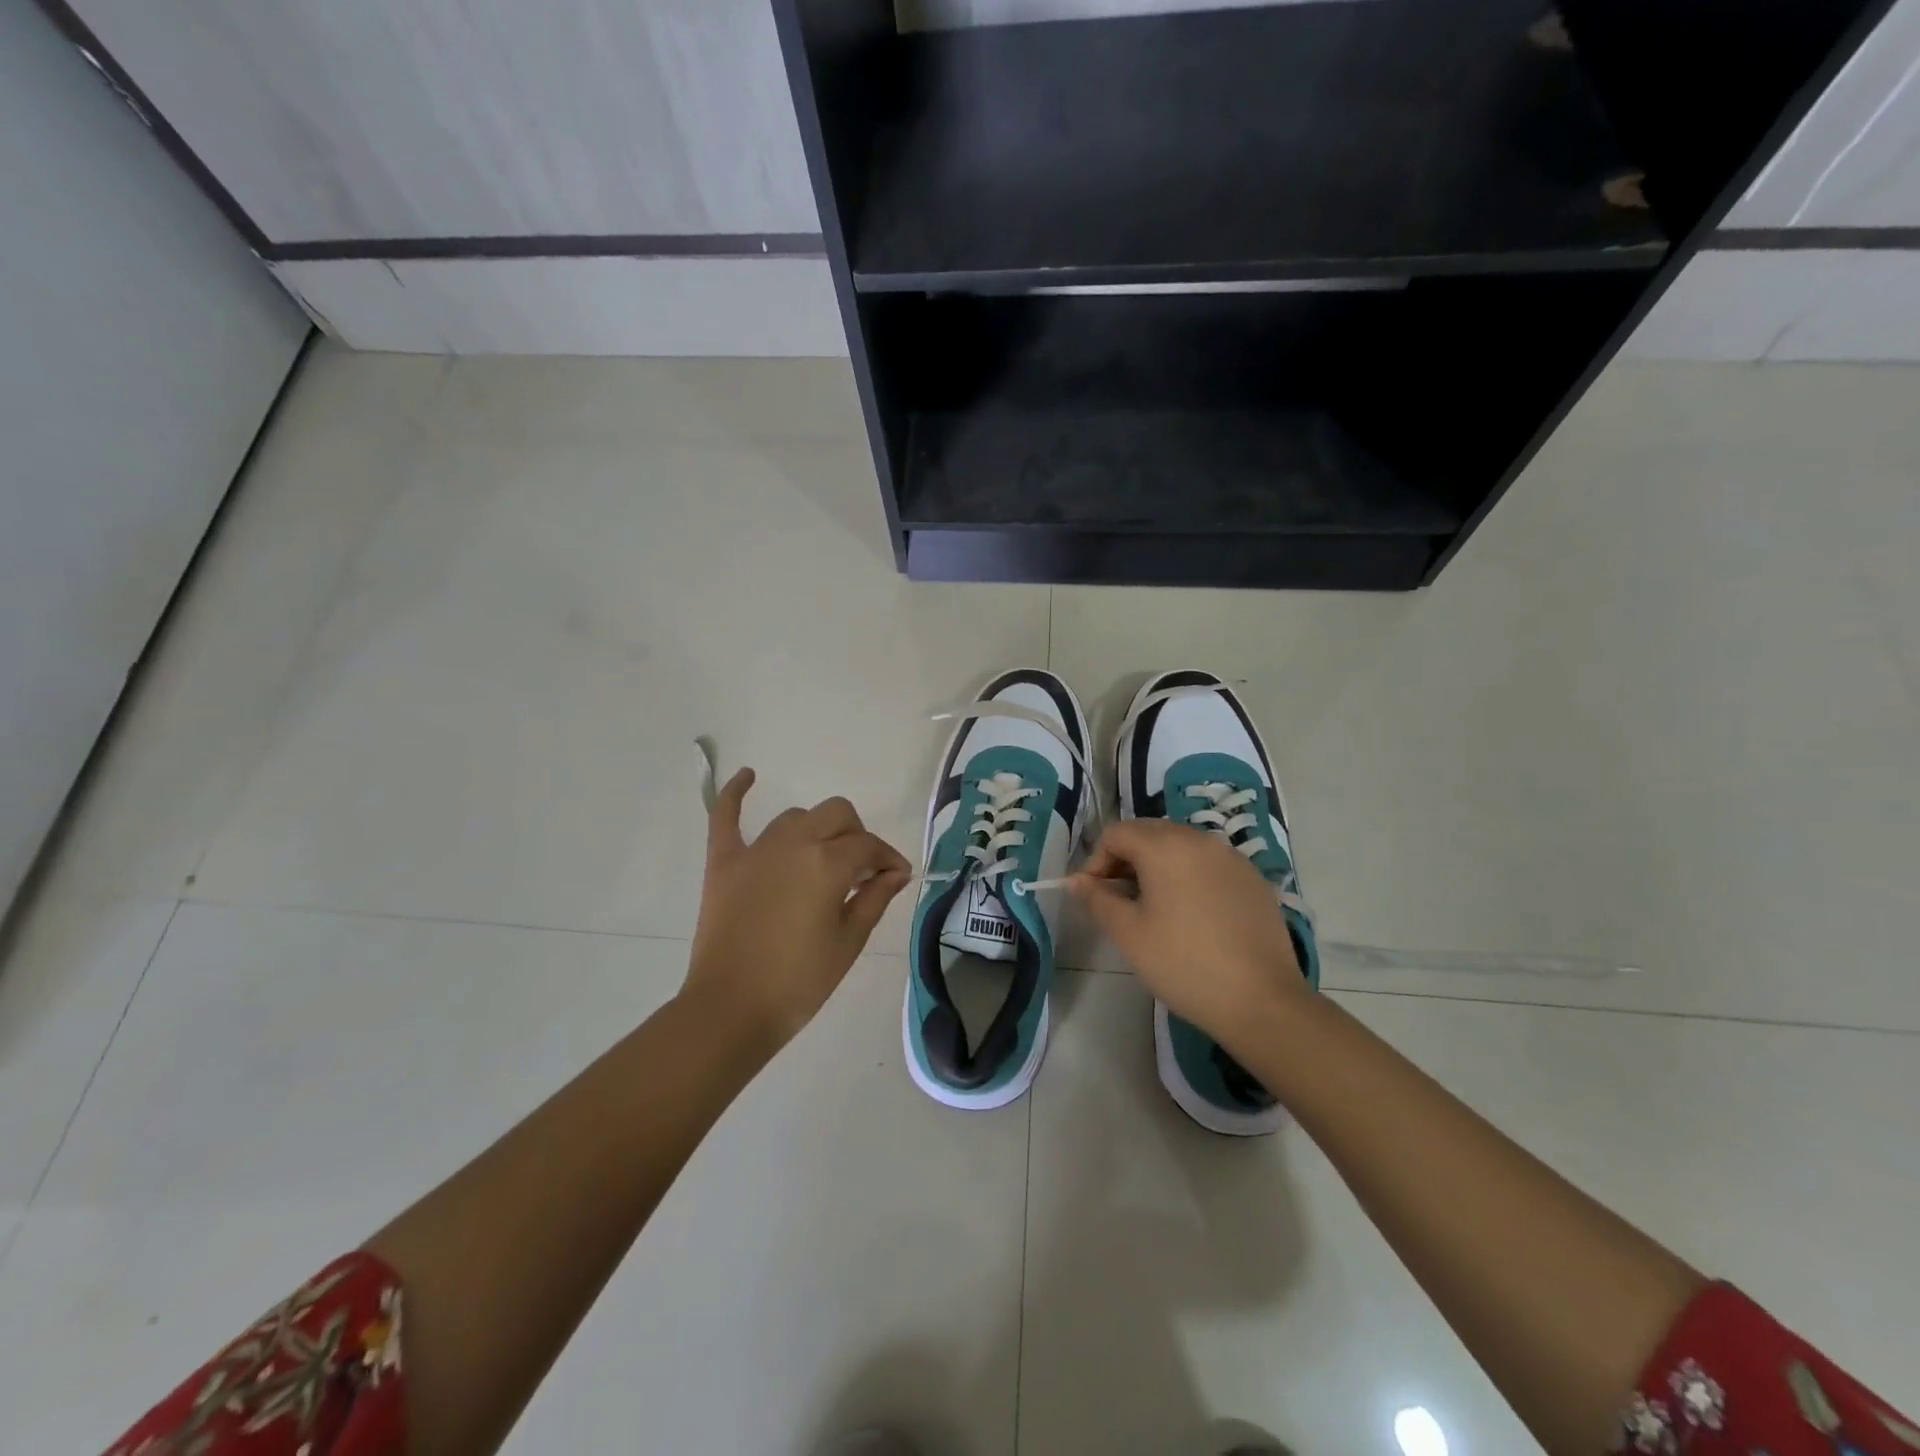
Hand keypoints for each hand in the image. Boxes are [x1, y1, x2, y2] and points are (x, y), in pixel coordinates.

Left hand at [684, 769, 911, 1055]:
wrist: (731, 1009)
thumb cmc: (799, 982)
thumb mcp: (849, 941)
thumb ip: (875, 898)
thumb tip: (896, 872)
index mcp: (828, 863)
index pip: (869, 846)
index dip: (888, 859)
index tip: (896, 877)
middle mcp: (795, 843)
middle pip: (837, 815)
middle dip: (857, 836)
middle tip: (861, 870)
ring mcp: (756, 850)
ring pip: (797, 817)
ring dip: (817, 830)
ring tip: (821, 859)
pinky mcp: (724, 862)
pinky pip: (726, 817)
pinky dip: (736, 793)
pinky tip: (748, 776)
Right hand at [1070, 819, 1307, 1045]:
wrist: (1260, 1000)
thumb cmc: (1183, 963)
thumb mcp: (1128, 933)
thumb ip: (1097, 899)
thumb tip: (1077, 881)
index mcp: (1165, 846)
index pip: (1116, 833)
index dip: (1096, 861)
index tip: (1094, 896)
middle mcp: (1199, 839)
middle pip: (1149, 833)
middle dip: (1126, 859)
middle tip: (1119, 900)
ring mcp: (1231, 857)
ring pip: (1180, 846)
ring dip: (1157, 866)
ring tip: (1153, 907)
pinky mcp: (1252, 878)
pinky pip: (1208, 863)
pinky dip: (1189, 876)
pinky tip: (1191, 914)